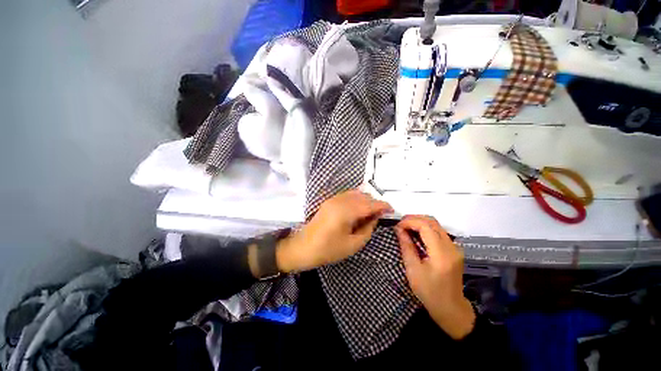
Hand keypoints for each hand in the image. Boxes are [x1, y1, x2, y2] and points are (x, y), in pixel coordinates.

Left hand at [276, 190, 391, 272]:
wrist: (303, 247)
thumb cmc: (328, 249)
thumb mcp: (353, 244)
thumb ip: (368, 229)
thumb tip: (375, 217)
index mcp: (346, 211)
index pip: (369, 204)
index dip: (382, 205)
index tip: (391, 210)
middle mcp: (340, 200)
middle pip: (363, 196)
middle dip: (375, 203)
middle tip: (380, 215)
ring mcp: (333, 199)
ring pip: (355, 194)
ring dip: (366, 200)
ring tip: (370, 213)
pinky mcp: (329, 201)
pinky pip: (347, 195)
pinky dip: (357, 199)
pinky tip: (359, 209)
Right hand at [395, 215, 474, 339]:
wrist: (451, 308)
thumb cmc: (429, 292)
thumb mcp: (413, 270)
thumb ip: (406, 247)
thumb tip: (399, 229)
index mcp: (441, 253)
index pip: (425, 226)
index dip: (410, 222)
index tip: (397, 226)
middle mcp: (451, 246)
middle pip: (432, 222)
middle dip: (414, 219)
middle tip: (400, 224)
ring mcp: (455, 247)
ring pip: (436, 225)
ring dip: (419, 222)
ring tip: (406, 228)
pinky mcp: (454, 249)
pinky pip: (439, 231)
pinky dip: (426, 228)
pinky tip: (416, 234)